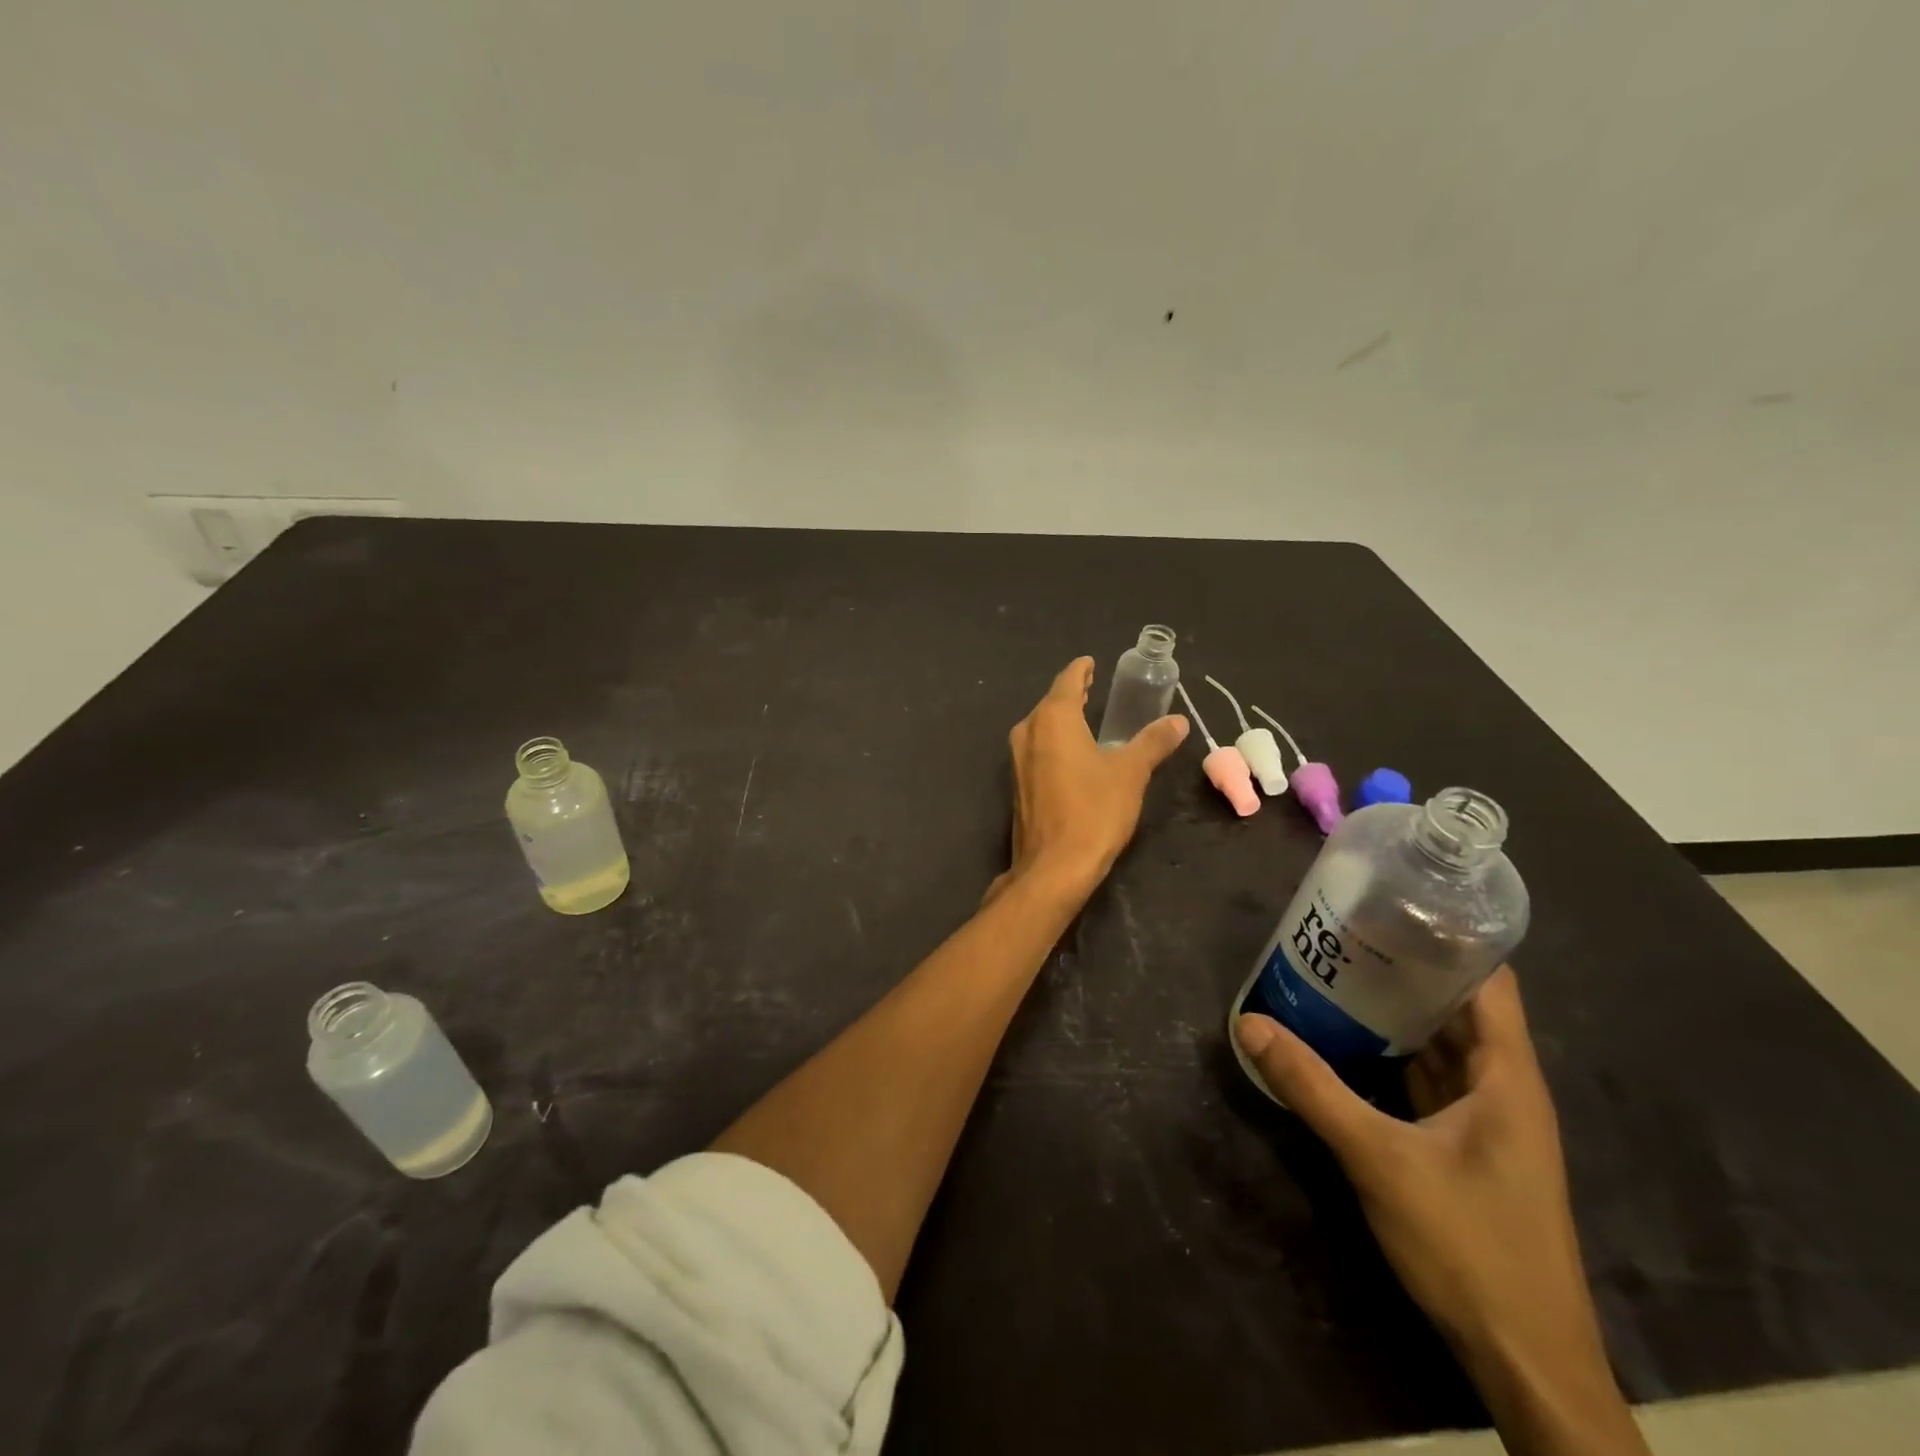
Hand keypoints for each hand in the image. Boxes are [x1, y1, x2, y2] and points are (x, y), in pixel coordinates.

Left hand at [988, 657, 1187, 902]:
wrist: (1053, 866)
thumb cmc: (1094, 811)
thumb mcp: (1131, 773)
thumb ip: (1153, 742)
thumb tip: (1178, 721)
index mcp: (1053, 719)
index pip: (1068, 681)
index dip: (1082, 670)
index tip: (1092, 662)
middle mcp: (1028, 732)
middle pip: (1051, 702)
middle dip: (1073, 693)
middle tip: (1095, 687)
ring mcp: (1018, 759)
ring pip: (1041, 726)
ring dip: (1063, 718)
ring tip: (1087, 715)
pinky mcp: (1018, 784)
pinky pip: (1038, 749)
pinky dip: (1055, 742)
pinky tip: (1073, 753)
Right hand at [1237, 969, 1648, 1455]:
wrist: (1526, 1362)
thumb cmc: (1469, 1246)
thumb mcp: (1379, 1159)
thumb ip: (1312, 1088)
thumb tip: (1250, 1024)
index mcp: (1508, 1076)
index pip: (1489, 980)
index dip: (1448, 937)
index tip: (1389, 906)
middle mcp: (1505, 1089)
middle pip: (1459, 1008)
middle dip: (1405, 970)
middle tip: (1341, 934)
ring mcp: (1488, 1123)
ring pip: (1442, 1047)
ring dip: (1397, 1014)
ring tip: (1336, 974)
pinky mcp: (1468, 1151)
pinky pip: (1429, 1083)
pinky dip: (1394, 1057)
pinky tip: (1348, 1044)